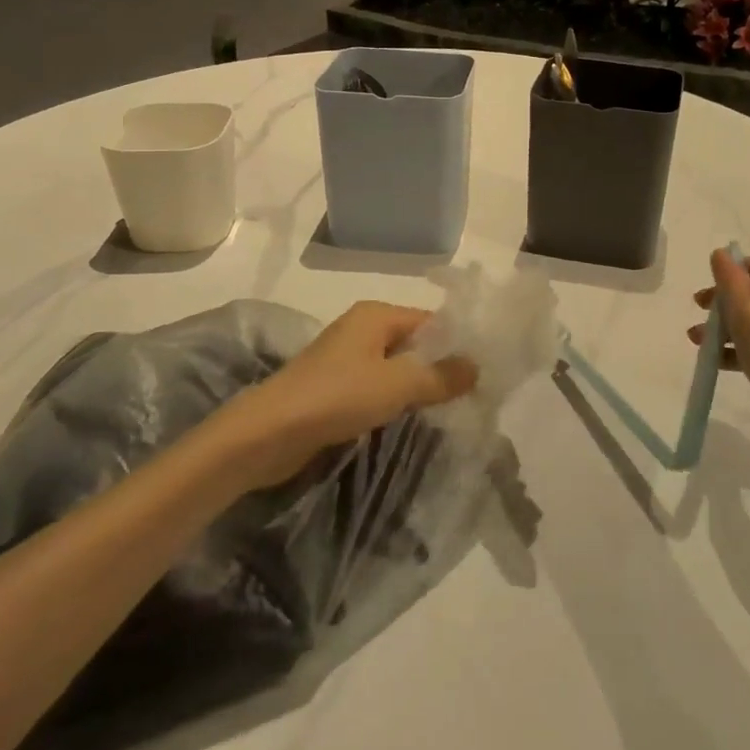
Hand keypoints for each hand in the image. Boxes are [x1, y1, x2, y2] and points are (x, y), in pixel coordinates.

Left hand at [239, 301, 477, 487]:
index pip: (430, 321)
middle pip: (413, 343)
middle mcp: (361, 329)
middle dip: (439, 367)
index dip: (456, 343)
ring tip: (447, 410)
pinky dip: (394, 400)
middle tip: (470, 394)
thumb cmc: (336, 396)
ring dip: (416, 386)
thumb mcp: (398, 384)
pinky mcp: (334, 388)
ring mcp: (345, 359)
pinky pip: (376, 387)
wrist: (267, 434)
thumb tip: (477, 366)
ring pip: (395, 367)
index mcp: (376, 315)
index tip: (482, 371)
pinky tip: (409, 419)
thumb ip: (441, 376)